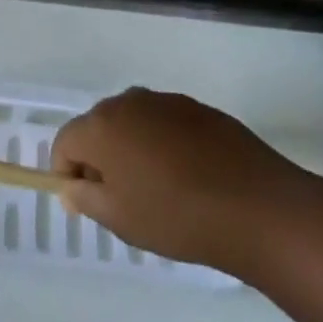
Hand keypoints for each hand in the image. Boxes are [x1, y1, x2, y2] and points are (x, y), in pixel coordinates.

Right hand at [52, 88, 303, 274]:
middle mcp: (128, 102)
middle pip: (98, 127)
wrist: (257, 207)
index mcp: (101, 126)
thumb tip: (70, 185)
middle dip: (101, 158)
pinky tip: (190, 177)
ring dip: (134, 149)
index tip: (90, 203)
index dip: (69, 173)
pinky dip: (165, 144)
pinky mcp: (199, 108)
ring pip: (133, 123)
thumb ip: (84, 198)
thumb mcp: (119, 219)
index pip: (65, 142)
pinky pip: (165, 124)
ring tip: (160, 188)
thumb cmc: (176, 217)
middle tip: (125, 199)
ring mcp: (166, 101)